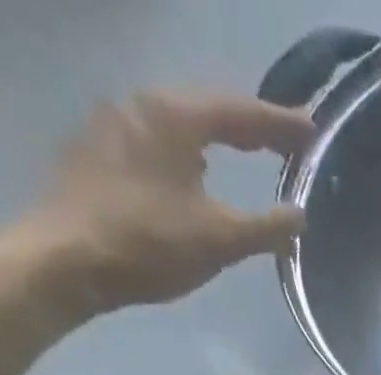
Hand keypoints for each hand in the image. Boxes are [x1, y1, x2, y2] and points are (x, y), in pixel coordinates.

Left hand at [27, 90, 314, 315]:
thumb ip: (266, 228)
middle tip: (285, 143)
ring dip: (215, 140)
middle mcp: (139, 106)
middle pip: (207, 111)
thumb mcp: (220, 240)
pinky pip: (156, 146)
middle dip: (249, 128)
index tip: (312, 131)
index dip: (280, 124)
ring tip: (244, 156)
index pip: (240, 112)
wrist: (68, 261)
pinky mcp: (96, 155)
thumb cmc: (149, 244)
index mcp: (173, 115)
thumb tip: (299, 218)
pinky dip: (186, 157)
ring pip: (178, 128)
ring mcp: (111, 127)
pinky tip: (195, 179)